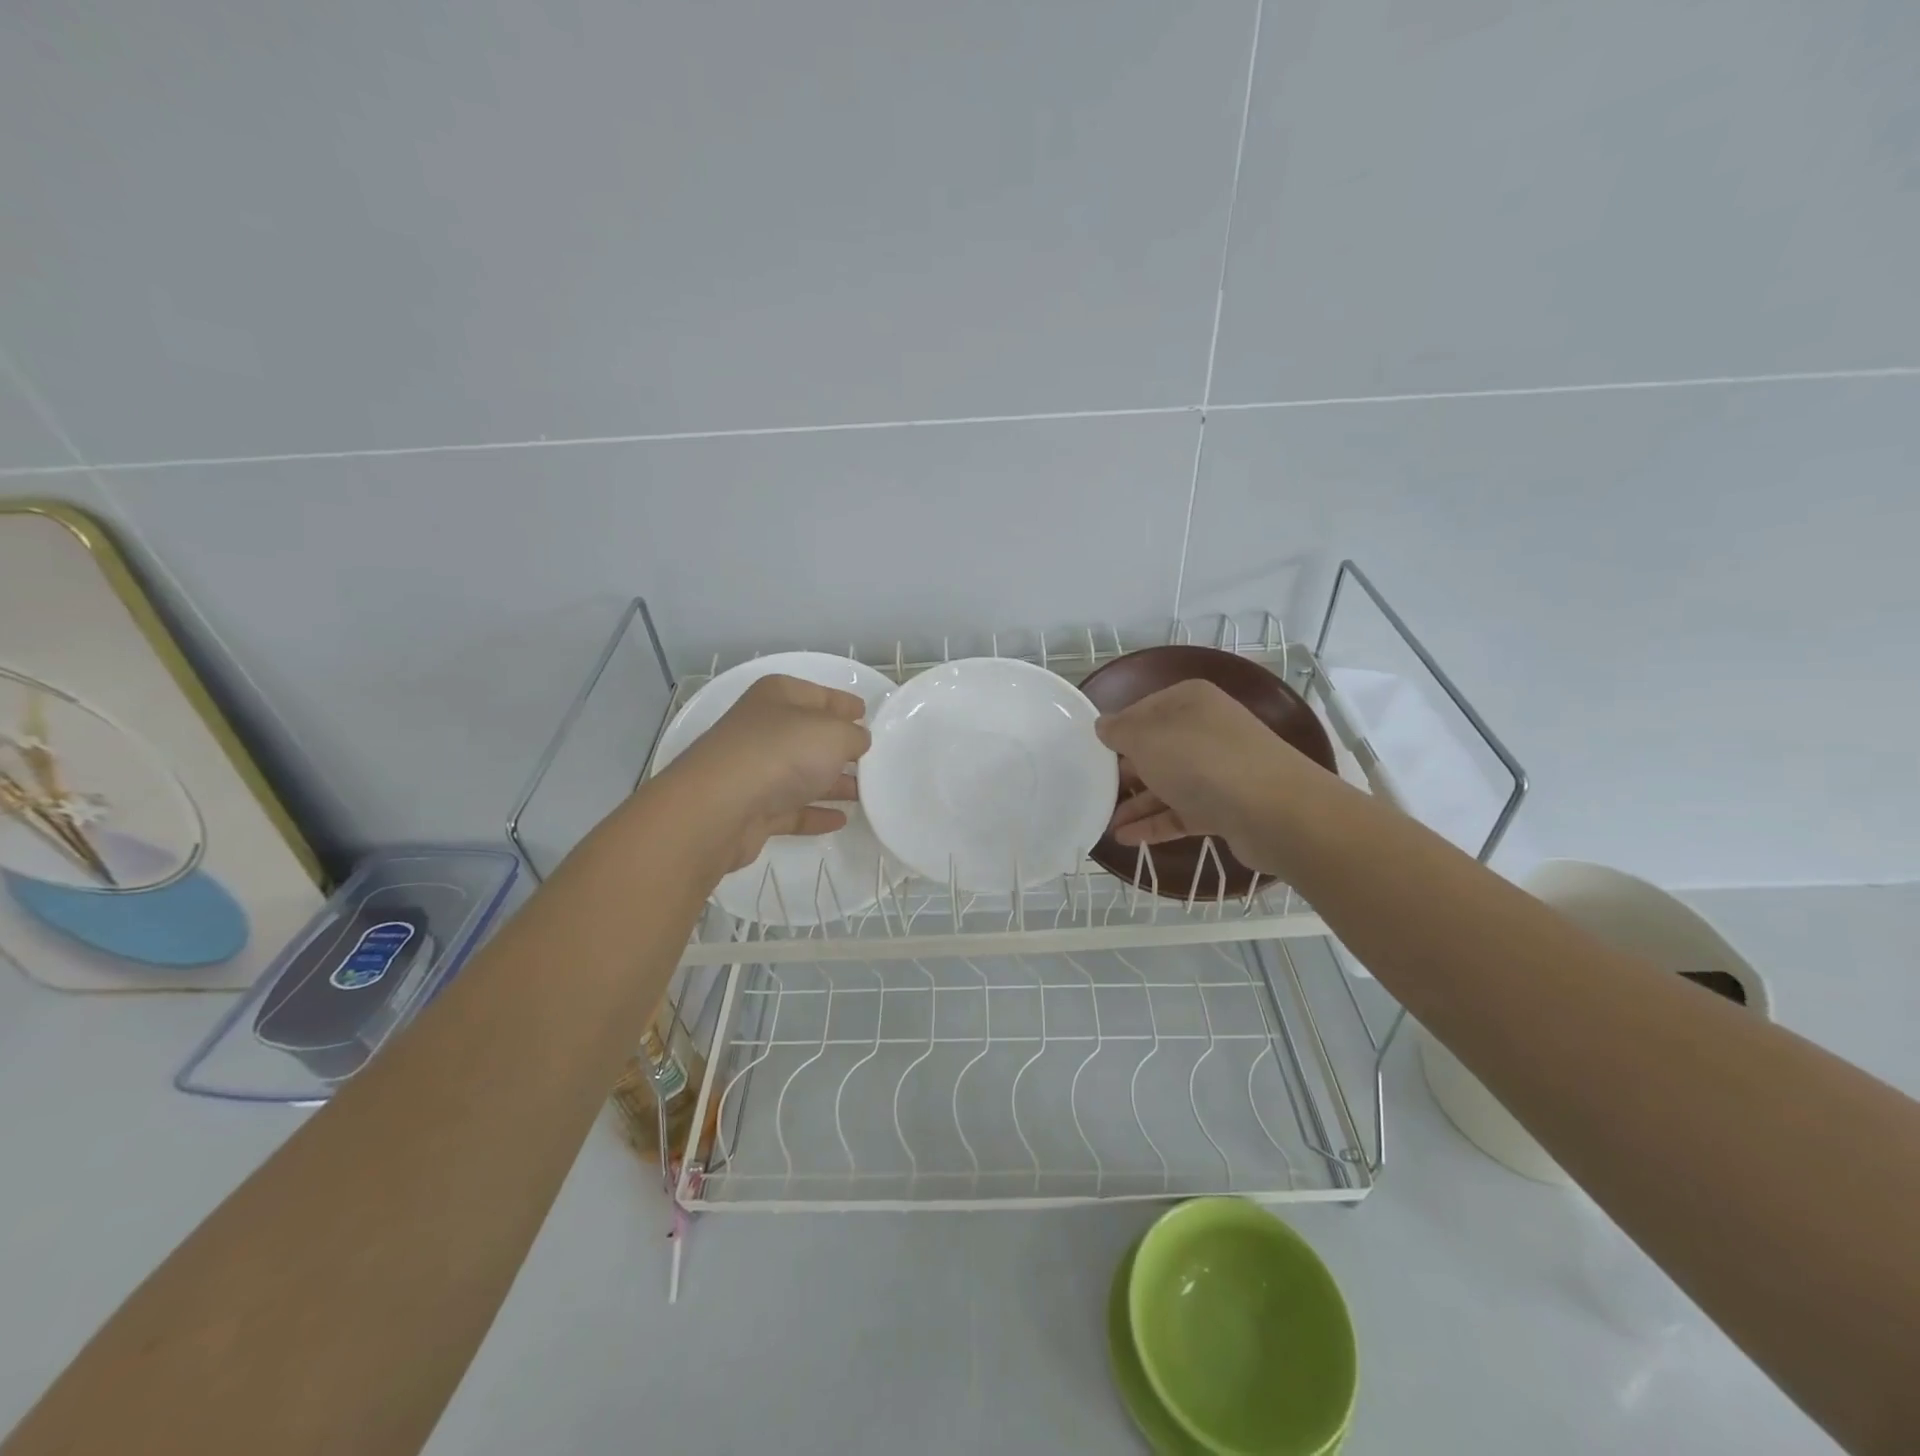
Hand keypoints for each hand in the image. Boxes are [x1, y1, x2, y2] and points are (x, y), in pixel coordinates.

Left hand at [658, 674, 870, 870]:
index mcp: (778, 696)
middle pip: (810, 736)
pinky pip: (792, 808)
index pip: (819, 694)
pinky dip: (815, 812)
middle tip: (873, 760)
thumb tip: (857, 741)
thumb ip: (854, 736)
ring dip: (832, 784)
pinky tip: (841, 820)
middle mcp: (763, 728)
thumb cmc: (782, 753)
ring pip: (802, 774)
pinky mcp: (752, 809)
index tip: (867, 715)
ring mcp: (755, 770)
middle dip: (841, 748)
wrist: (721, 807)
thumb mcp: (834, 733)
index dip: (844, 703)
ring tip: (865, 794)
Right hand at [1094, 679, 1318, 875]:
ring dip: (1135, 802)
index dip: (1116, 730)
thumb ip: (1119, 730)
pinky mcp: (1225, 807)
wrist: (1273, 811)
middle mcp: (1205, 730)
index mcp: (1189, 702)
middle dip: (1124, 769)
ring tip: (1103, 821)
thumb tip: (1103, 725)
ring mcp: (1218, 770)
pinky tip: (1124, 838)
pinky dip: (1154, 823)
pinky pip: (1180, 812)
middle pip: (1155, 748)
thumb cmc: (1201, 761)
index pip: (1142, 709)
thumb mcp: (1147, 738)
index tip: (1090, 752)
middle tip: (1092, 788)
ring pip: (1167, 783)